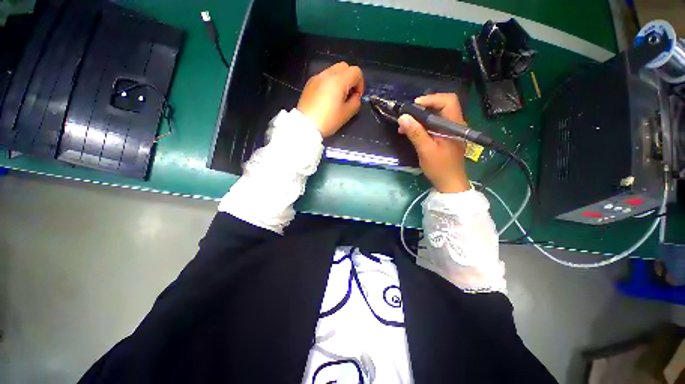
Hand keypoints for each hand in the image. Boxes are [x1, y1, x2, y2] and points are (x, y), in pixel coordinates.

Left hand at [297, 62, 364, 136]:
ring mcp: (317, 77)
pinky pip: (324, 77)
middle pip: (345, 67)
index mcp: (338, 80)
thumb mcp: (346, 114)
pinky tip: (327, 97)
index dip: (360, 84)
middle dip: (351, 78)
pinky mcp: (310, 83)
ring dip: (340, 80)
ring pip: (334, 70)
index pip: (356, 72)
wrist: (306, 125)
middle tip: (349, 94)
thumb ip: (356, 102)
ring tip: (338, 96)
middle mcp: (327, 74)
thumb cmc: (328, 120)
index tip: (357, 96)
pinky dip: (330, 82)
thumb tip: (355, 96)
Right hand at [398, 93, 469, 192]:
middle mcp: (455, 124)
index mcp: (454, 125)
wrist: (449, 183)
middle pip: (441, 106)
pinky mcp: (445, 137)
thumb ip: (415, 133)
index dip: (431, 99)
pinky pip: (434, 126)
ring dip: (420, 118)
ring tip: (405, 126)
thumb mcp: (425, 150)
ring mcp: (450, 131)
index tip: (414, 106)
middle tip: (407, 116)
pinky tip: (411, 132)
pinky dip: (422, 126)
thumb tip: (403, 117)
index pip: (447, 101)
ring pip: (436, 116)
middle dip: (422, 108)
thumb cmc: (439, 167)